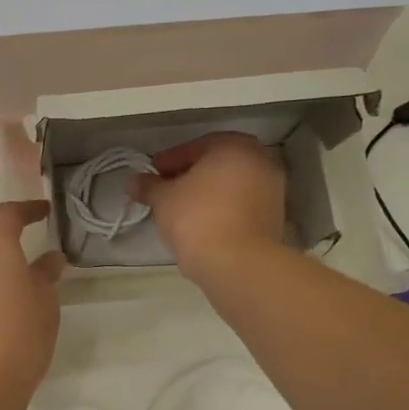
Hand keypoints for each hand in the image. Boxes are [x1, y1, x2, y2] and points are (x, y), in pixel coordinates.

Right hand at [126, 133, 286, 278]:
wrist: (237, 263)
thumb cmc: (196, 218)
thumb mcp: (163, 199)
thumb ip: (148, 186)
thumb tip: (134, 182)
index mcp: (234, 146)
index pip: (194, 147)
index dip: (168, 161)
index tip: (151, 175)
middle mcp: (260, 161)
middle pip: (215, 165)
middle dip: (189, 176)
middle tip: (165, 191)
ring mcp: (272, 190)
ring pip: (230, 186)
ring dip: (206, 194)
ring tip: (181, 211)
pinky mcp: (274, 218)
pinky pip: (240, 206)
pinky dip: (222, 210)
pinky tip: (202, 226)